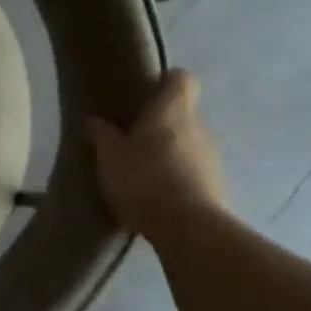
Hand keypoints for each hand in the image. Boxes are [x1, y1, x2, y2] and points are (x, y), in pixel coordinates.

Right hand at [87, 69, 229, 235]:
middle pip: (182, 114)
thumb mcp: (109, 156)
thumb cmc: (144, 179)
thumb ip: (101, 135)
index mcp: (172, 112)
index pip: (182, 80)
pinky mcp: (217, 188)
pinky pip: (194, 172)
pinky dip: (178, 177)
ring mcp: (212, 159)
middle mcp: (198, 129)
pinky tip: (156, 194)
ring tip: (141, 170)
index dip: (167, 81)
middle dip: (160, 123)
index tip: (147, 90)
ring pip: (188, 144)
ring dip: (169, 152)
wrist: (189, 230)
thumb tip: (92, 120)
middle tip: (131, 136)